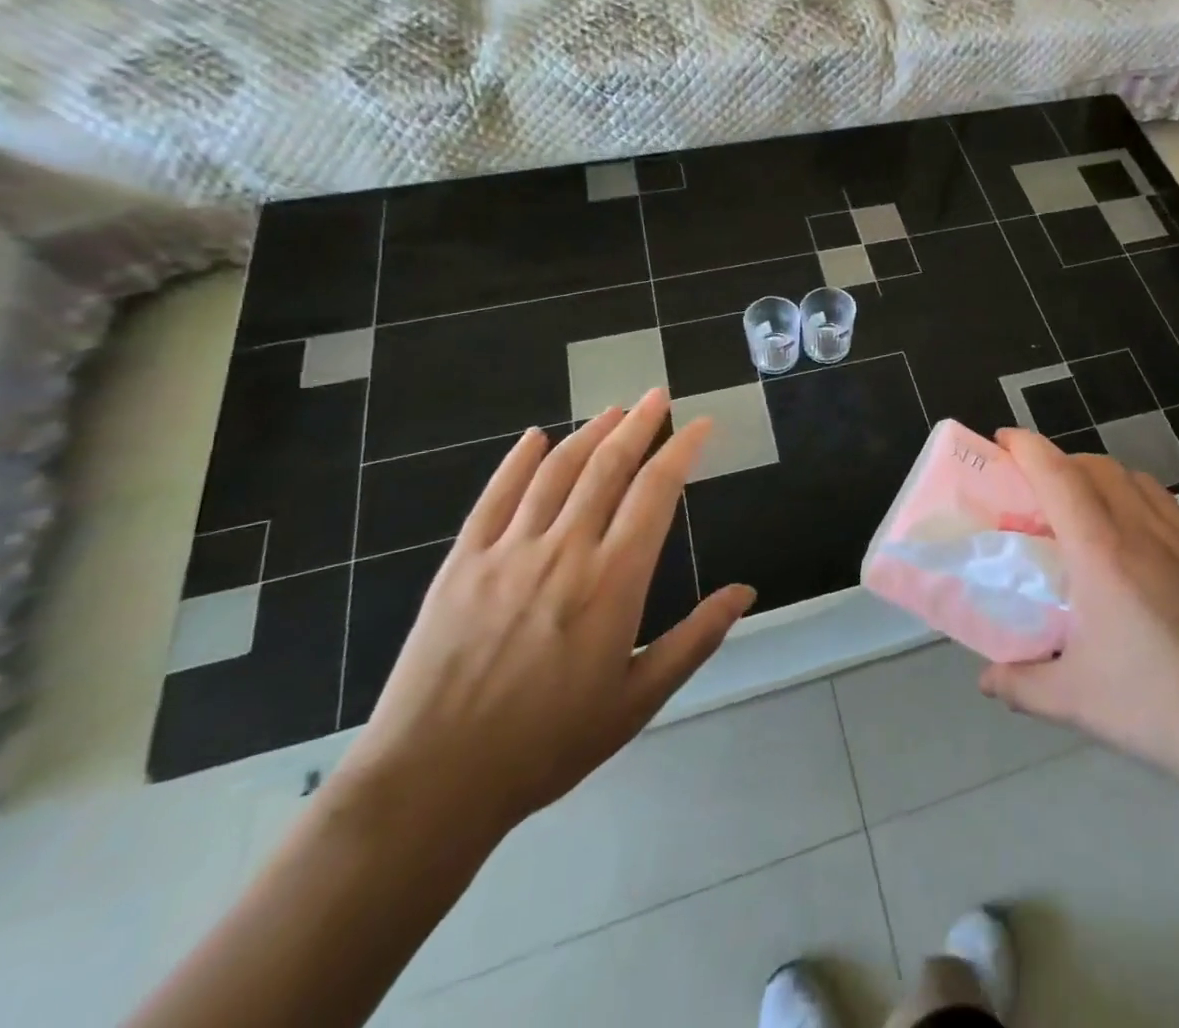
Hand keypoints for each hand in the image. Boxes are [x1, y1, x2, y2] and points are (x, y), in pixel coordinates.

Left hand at [332, 390, 754, 841]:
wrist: (432, 783)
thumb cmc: (548, 744)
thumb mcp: (638, 699)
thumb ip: (696, 638)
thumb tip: (746, 591)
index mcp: (614, 580)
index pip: (656, 492)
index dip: (681, 450)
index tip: (700, 424)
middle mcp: (565, 550)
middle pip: (608, 467)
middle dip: (638, 424)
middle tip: (657, 395)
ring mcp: (508, 552)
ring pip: (556, 472)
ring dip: (588, 434)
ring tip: (612, 411)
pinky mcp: (461, 563)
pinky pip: (494, 497)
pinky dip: (517, 462)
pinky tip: (535, 438)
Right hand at [980, 431, 1178, 811]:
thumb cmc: (1158, 707)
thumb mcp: (1075, 700)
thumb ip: (1020, 684)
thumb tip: (986, 680)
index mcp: (1101, 551)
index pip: (1057, 474)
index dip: (1026, 446)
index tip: (1004, 439)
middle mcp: (1145, 530)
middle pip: (1097, 466)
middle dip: (1062, 463)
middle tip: (1040, 491)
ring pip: (1138, 481)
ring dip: (1105, 480)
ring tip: (1091, 515)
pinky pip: (1173, 510)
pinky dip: (1145, 508)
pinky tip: (1147, 553)